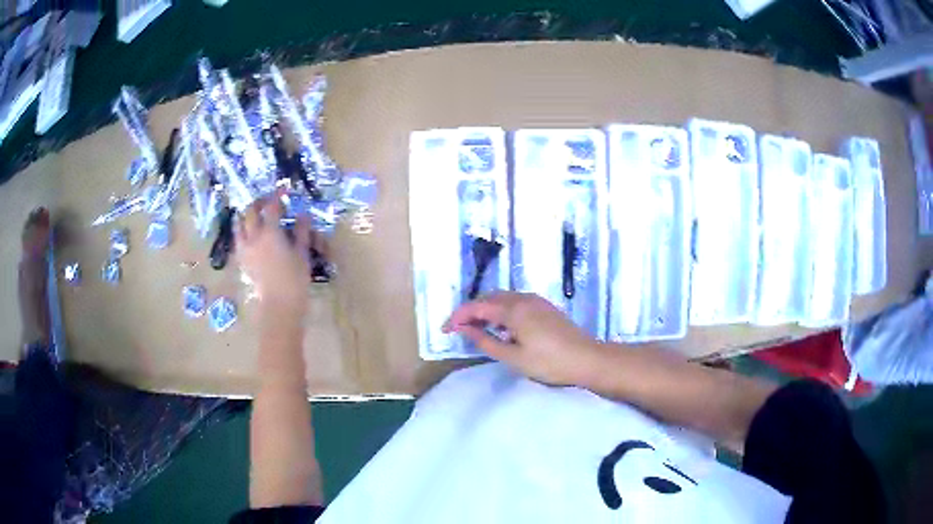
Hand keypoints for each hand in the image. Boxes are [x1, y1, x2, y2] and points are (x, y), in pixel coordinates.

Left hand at [236, 193, 311, 315]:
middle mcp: (254, 236)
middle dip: (259, 202)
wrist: (279, 305)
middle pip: (251, 211)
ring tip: (254, 215)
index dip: (277, 195)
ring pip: (239, 224)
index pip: (272, 206)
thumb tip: (302, 214)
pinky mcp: (242, 260)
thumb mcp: (302, 253)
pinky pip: (238, 240)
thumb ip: (301, 231)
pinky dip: (242, 232)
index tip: (284, 189)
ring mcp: (245, 248)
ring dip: (246, 216)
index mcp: (270, 232)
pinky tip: (249, 235)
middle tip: (269, 201)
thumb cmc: (295, 278)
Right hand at [443, 292, 601, 385]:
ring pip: (503, 299)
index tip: (446, 330)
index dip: (458, 316)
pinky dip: (501, 311)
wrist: (587, 359)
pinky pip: (515, 302)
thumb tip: (465, 329)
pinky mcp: (544, 307)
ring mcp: (536, 301)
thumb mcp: (513, 357)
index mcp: (513, 309)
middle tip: (459, 329)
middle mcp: (523, 298)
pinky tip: (502, 328)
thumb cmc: (549, 362)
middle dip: (471, 311)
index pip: (477, 306)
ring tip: (477, 329)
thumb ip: (486, 341)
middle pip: (489, 298)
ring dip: (486, 310)